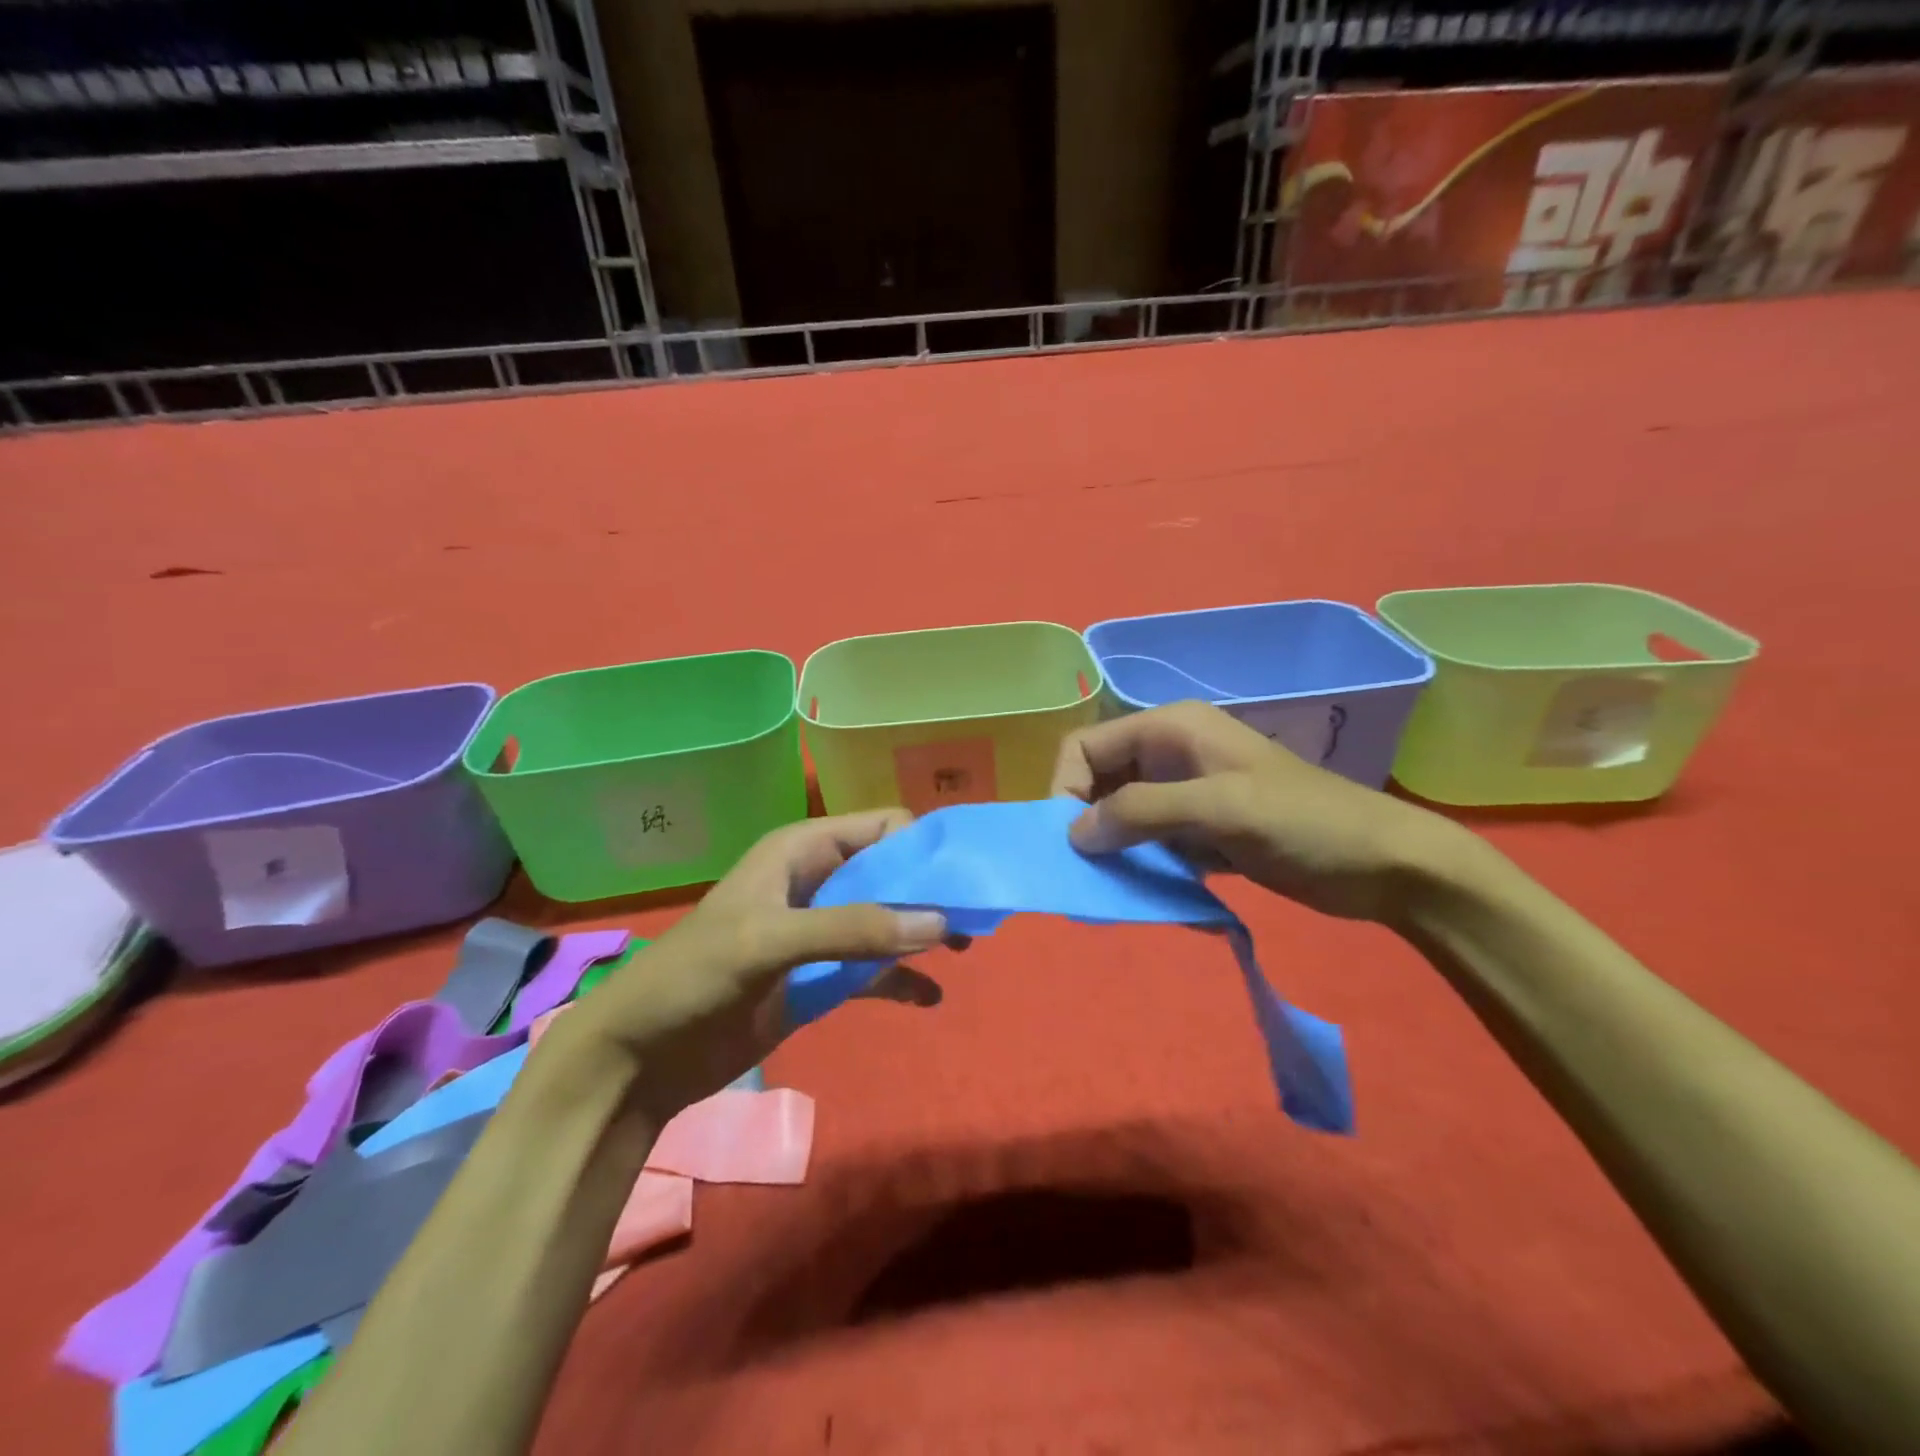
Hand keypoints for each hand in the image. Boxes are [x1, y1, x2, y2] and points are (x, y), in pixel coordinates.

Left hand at [549, 811, 953, 1121]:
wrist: (640, 1057)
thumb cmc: (695, 978)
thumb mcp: (770, 941)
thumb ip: (852, 929)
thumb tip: (939, 923)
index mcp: (801, 851)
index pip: (881, 828)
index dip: (924, 846)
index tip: (966, 877)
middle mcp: (816, 882)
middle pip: (892, 873)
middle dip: (932, 892)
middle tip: (975, 919)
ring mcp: (819, 932)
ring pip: (888, 919)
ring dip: (923, 932)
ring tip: (963, 952)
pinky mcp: (817, 978)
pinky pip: (873, 969)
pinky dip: (902, 979)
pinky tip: (930, 997)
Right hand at [1049, 700, 1462, 922]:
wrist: (1384, 865)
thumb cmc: (1304, 822)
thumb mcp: (1220, 808)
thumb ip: (1141, 811)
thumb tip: (1073, 833)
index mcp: (1170, 729)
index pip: (1085, 746)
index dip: (1065, 788)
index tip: (1071, 840)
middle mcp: (1169, 755)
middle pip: (1098, 782)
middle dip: (1087, 823)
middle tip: (1090, 872)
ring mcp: (1185, 794)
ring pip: (1121, 816)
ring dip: (1114, 850)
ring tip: (1122, 888)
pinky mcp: (1200, 831)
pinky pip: (1149, 843)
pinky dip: (1142, 867)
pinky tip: (1158, 893)